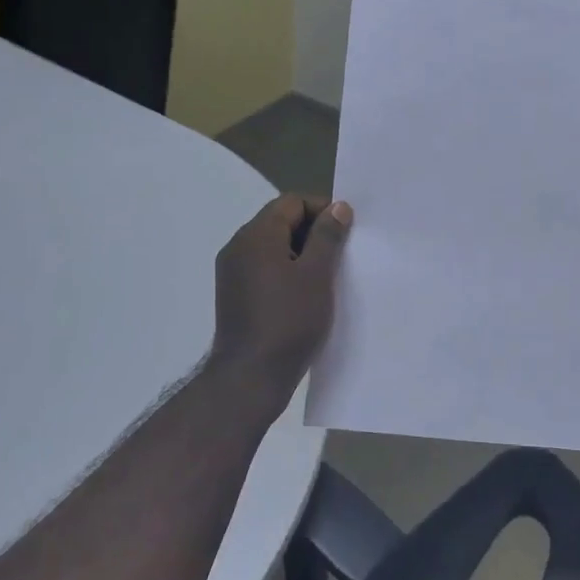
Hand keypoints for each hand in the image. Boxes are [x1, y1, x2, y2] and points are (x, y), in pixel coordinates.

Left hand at [208, 195, 352, 396]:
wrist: (250, 377)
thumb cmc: (289, 321)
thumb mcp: (317, 275)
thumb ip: (328, 236)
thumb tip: (338, 207)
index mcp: (256, 235)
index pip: (291, 202)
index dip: (322, 209)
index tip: (346, 232)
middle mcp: (238, 247)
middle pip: (280, 221)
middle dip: (313, 231)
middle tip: (341, 254)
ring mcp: (233, 272)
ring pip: (273, 246)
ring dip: (301, 253)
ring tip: (328, 276)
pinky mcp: (235, 294)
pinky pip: (264, 268)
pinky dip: (287, 271)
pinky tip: (306, 294)